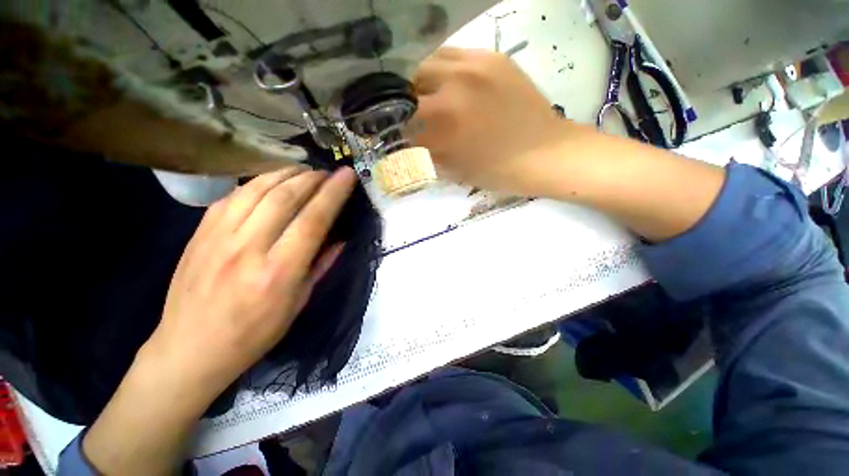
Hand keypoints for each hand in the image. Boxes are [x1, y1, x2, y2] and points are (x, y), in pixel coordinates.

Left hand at [83, 166, 357, 474]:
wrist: (190, 348)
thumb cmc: (254, 333)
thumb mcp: (298, 303)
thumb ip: (321, 265)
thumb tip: (340, 238)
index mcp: (279, 272)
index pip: (313, 220)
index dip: (334, 193)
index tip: (347, 175)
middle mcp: (248, 249)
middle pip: (284, 197)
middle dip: (311, 178)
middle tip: (326, 172)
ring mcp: (218, 237)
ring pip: (256, 189)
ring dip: (285, 173)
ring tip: (303, 171)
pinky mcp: (199, 233)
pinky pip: (233, 196)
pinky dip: (258, 182)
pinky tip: (271, 182)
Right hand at [408, 47, 569, 195]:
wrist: (545, 154)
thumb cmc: (498, 171)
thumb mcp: (455, 170)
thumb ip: (427, 153)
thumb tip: (409, 143)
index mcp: (444, 119)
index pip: (404, 118)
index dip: (397, 127)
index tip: (398, 132)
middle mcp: (454, 83)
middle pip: (410, 81)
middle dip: (406, 101)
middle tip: (413, 114)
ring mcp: (475, 64)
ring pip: (430, 61)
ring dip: (424, 81)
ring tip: (431, 97)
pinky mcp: (493, 57)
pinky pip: (455, 55)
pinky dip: (446, 70)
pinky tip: (453, 85)